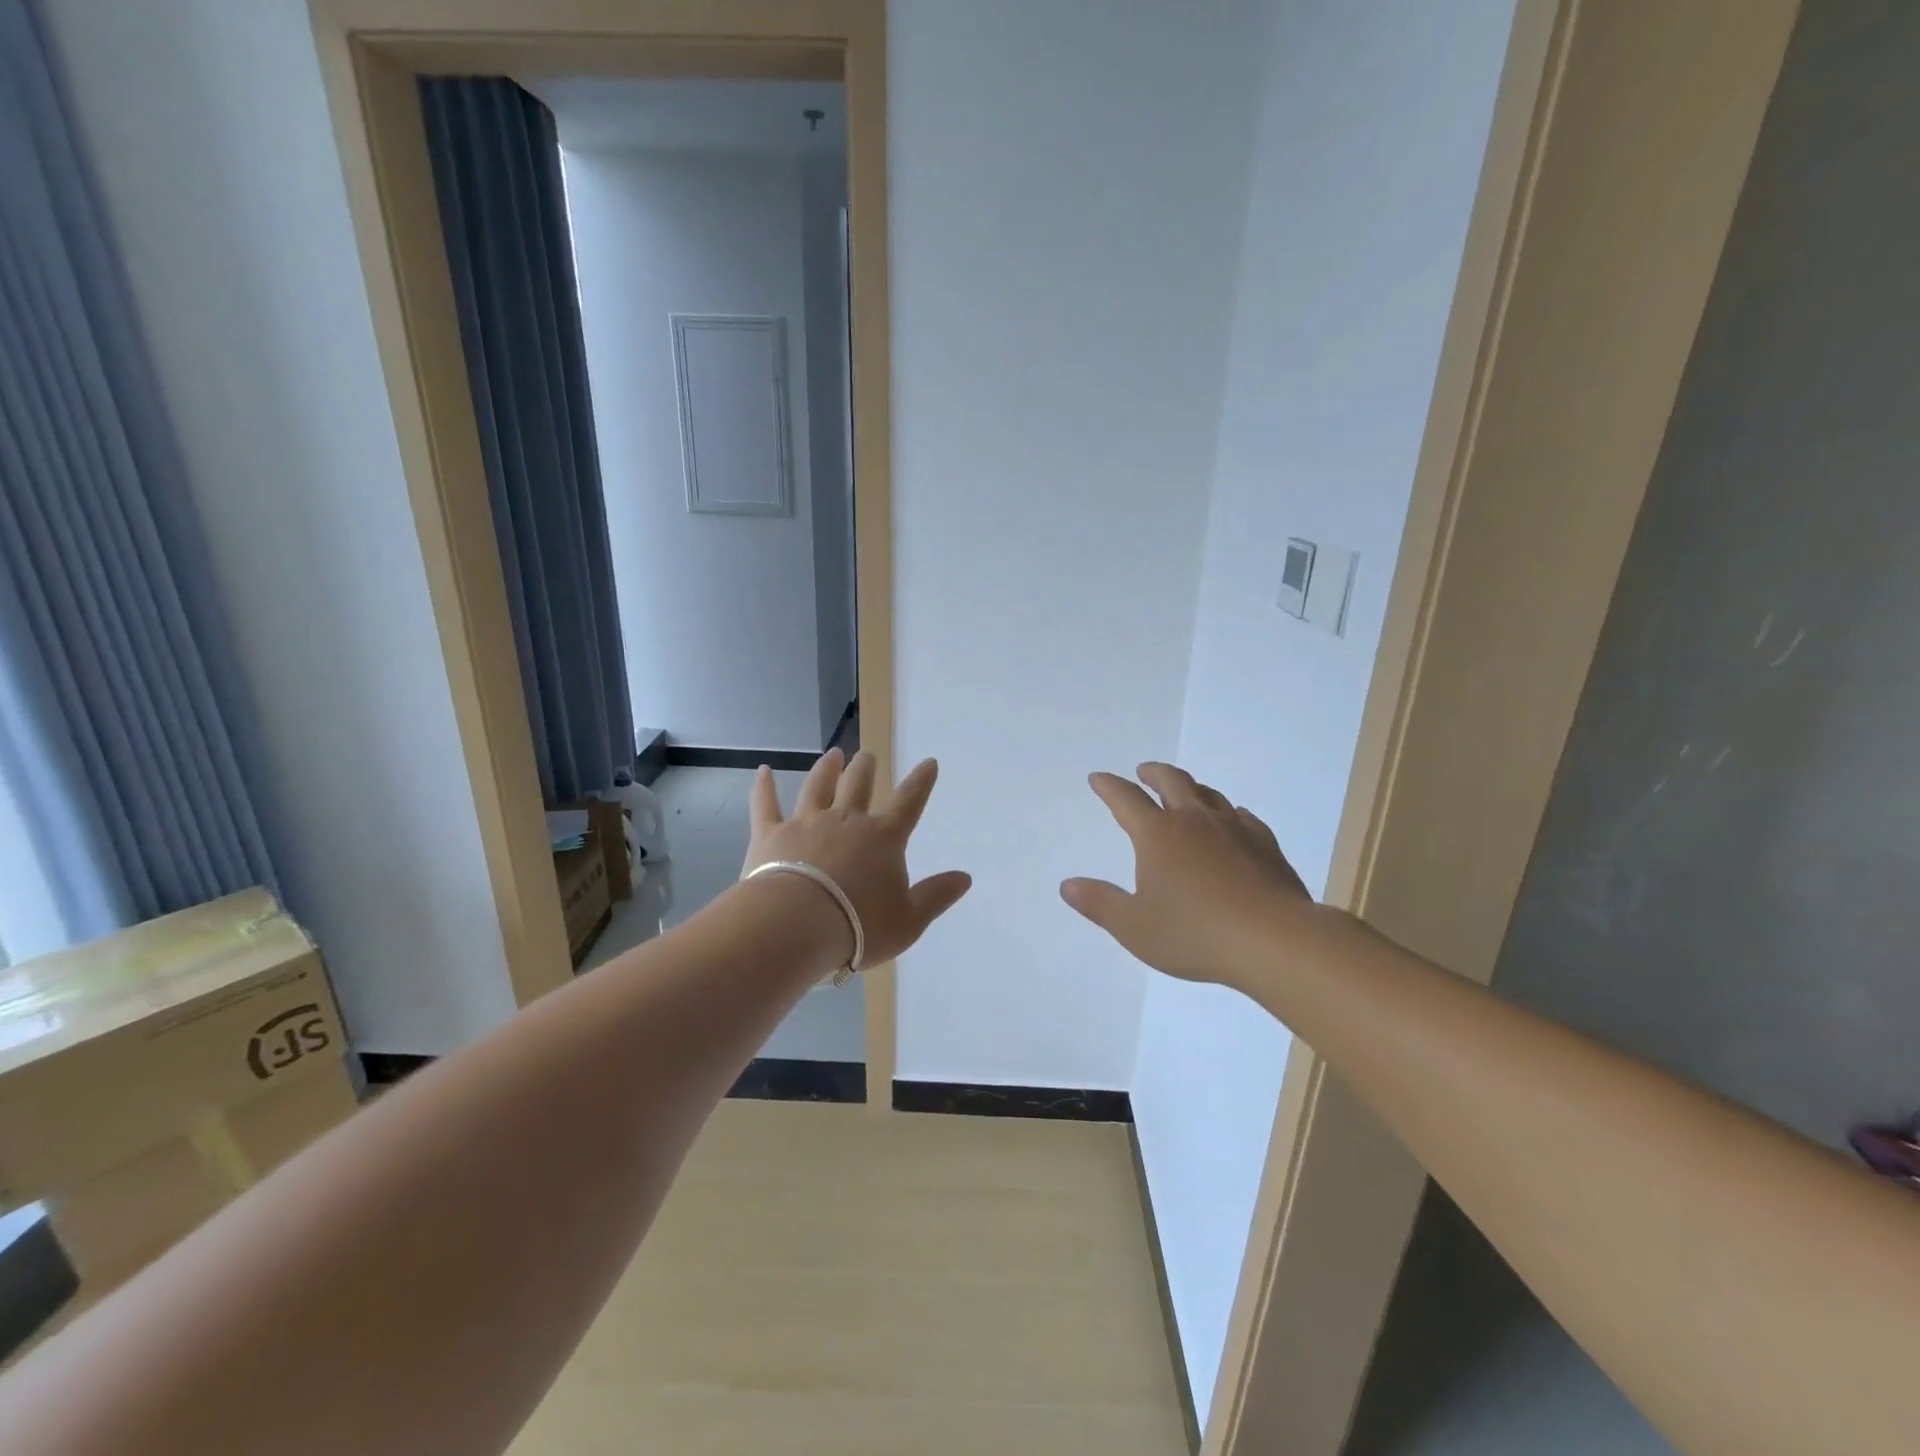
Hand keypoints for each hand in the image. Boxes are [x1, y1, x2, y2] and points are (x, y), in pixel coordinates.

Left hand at [744, 749, 972, 966]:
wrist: (797, 927)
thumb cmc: (859, 927)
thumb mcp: (909, 920)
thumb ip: (936, 895)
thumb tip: (965, 877)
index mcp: (883, 838)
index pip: (909, 803)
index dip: (921, 782)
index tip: (928, 762)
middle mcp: (846, 821)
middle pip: (859, 786)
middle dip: (866, 769)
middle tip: (868, 755)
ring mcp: (806, 823)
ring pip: (818, 787)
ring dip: (827, 769)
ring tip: (833, 754)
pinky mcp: (771, 835)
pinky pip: (766, 804)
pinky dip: (764, 786)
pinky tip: (763, 770)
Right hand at [1062, 762, 1322, 989]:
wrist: (1274, 940)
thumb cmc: (1195, 934)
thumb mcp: (1135, 927)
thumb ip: (1100, 903)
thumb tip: (1068, 885)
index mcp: (1158, 835)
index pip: (1126, 799)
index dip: (1109, 786)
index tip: (1099, 778)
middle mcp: (1194, 821)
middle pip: (1172, 782)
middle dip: (1153, 773)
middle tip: (1144, 771)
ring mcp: (1234, 829)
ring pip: (1208, 794)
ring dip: (1191, 787)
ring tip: (1184, 792)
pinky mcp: (1265, 845)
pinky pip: (1243, 817)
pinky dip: (1229, 812)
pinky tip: (1233, 820)